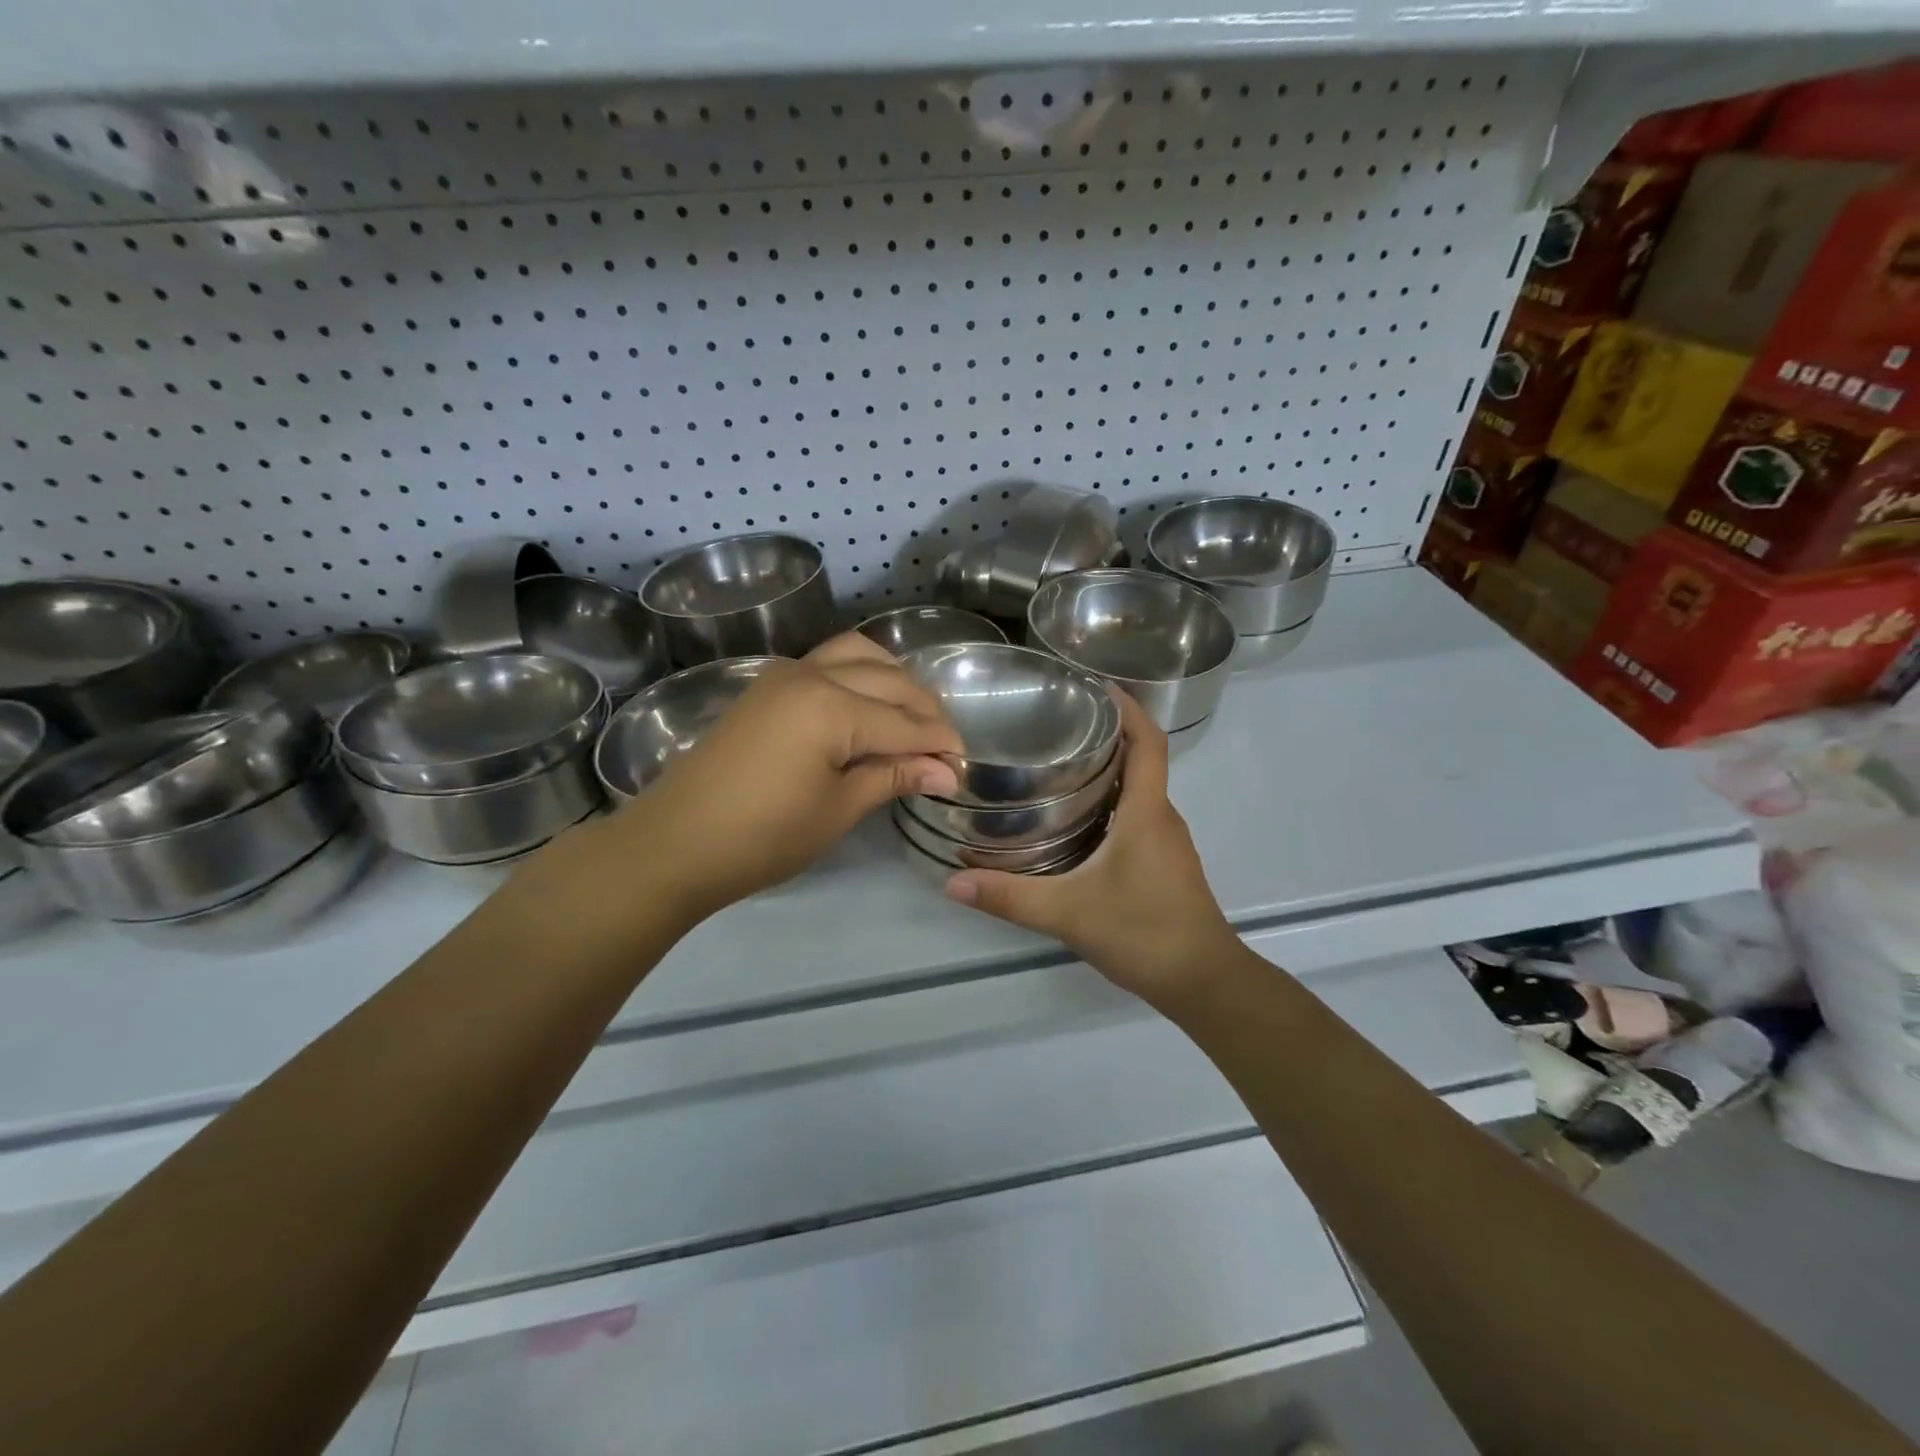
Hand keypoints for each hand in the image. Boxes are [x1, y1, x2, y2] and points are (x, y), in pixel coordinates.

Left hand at [610, 633, 963, 919]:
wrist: (674, 843)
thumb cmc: (763, 836)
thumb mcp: (838, 810)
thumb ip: (894, 777)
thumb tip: (947, 771)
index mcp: (832, 707)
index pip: (906, 723)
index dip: (940, 745)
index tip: (964, 768)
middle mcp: (813, 675)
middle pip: (890, 681)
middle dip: (925, 712)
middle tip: (944, 750)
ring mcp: (786, 674)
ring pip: (859, 655)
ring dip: (894, 680)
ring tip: (912, 717)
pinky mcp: (768, 686)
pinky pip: (829, 661)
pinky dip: (861, 673)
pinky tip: (870, 704)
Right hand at [943, 691, 1241, 1009]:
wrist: (1204, 983)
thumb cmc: (1144, 933)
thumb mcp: (1068, 913)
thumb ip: (1010, 897)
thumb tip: (952, 882)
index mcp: (1148, 812)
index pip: (1149, 742)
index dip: (1129, 707)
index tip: (1095, 686)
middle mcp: (1162, 818)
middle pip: (1141, 760)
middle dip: (1105, 735)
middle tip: (1054, 725)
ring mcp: (1166, 842)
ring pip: (1138, 791)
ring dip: (1107, 771)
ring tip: (1055, 765)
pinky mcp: (1163, 864)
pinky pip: (1138, 817)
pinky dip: (1111, 803)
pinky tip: (1075, 820)